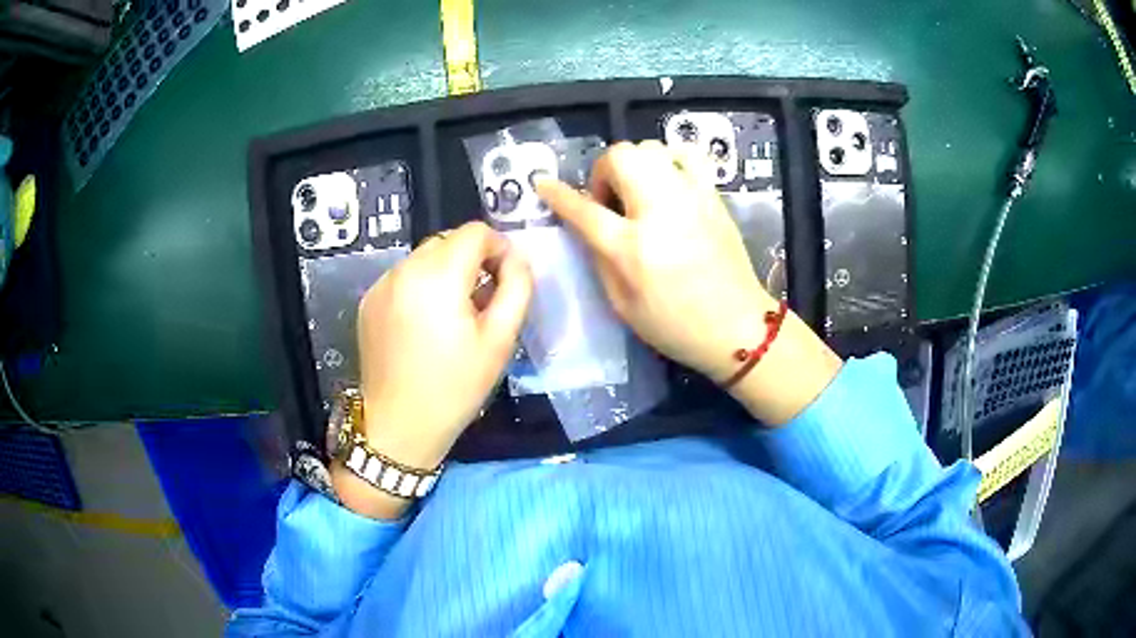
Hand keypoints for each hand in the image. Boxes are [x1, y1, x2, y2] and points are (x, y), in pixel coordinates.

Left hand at [333, 221, 531, 518]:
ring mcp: (381, 285)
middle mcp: (404, 269)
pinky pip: (403, 277)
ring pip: (424, 258)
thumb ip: (517, 288)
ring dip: (445, 273)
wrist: (398, 426)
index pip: (475, 232)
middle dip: (472, 260)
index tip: (505, 279)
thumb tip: (516, 259)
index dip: (498, 247)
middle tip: (483, 301)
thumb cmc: (454, 388)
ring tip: (453, 315)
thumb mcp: (499, 341)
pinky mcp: (368, 301)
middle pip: (448, 241)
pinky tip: (424, 325)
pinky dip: (421, 287)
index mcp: (437, 276)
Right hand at [536, 141, 840, 424]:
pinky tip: (667, 184)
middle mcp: (660, 210)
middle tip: (608, 201)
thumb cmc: (675, 325)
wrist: (737, 326)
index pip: (584, 208)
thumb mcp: (622, 304)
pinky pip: (685, 155)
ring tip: (638, 193)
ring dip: (634, 164)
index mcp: (632, 247)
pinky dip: (667, 160)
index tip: (543, 184)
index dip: (557, 194)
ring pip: (650, 147)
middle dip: (602, 171)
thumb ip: (599, 258)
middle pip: (620, 156)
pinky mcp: (713, 196)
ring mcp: (691, 197)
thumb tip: (585, 225)